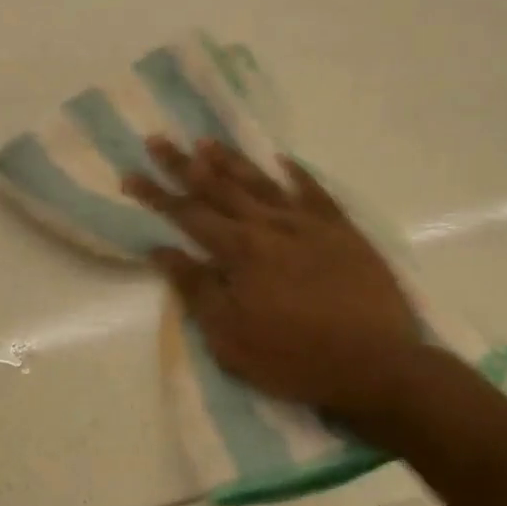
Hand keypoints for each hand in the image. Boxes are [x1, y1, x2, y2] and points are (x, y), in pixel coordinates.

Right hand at [123, 138, 425, 426]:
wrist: (376, 365)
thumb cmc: (293, 359)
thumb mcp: (230, 338)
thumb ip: (197, 290)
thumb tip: (162, 251)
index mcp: (240, 252)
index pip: (188, 216)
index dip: (157, 195)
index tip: (131, 174)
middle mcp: (271, 227)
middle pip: (219, 189)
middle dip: (184, 165)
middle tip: (158, 140)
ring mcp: (310, 225)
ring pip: (263, 184)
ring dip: (232, 161)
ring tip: (206, 142)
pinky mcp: (344, 232)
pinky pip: (315, 193)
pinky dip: (297, 174)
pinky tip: (283, 161)